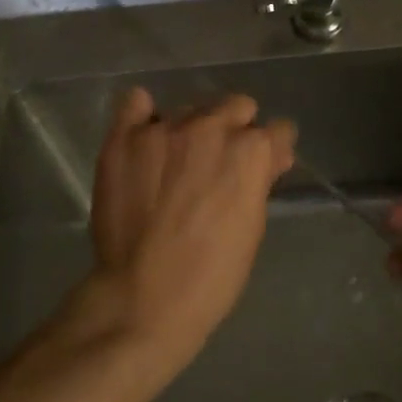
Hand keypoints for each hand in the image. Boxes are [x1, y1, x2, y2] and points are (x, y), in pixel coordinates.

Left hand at [67, 86, 296, 375]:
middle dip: (236, 130)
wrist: (144, 298)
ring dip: (193, 129)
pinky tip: (146, 136)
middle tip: (220, 164)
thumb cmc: (212, 274)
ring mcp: (163, 129)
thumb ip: (261, 179)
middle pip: (236, 106)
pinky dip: (144, 115)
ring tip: (177, 164)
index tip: (264, 166)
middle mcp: (210, 127)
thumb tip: (272, 154)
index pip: (277, 129)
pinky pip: (135, 103)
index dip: (272, 150)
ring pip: (190, 108)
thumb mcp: (252, 226)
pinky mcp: (124, 138)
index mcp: (250, 151)